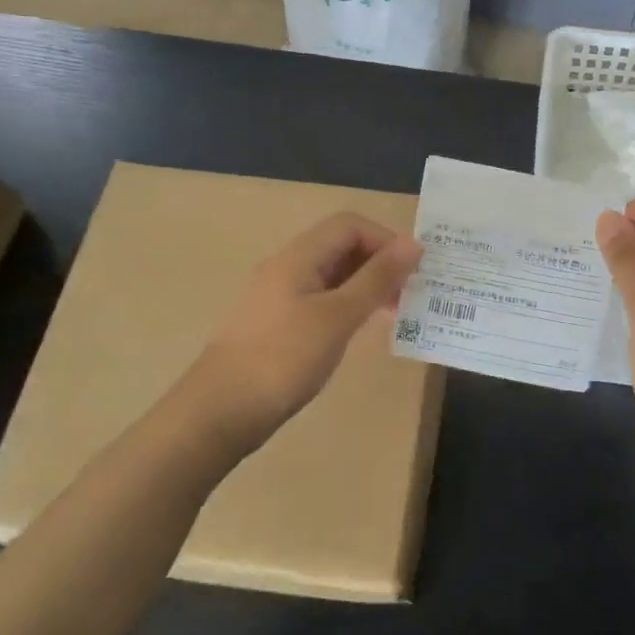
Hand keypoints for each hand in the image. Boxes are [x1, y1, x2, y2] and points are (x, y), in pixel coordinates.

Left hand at [191, 211, 421, 442]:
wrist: (221, 409)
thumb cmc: (284, 358)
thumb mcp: (338, 316)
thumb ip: (376, 278)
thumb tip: (413, 244)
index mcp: (298, 256)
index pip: (349, 225)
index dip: (385, 240)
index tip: (412, 273)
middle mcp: (286, 267)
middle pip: (340, 246)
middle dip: (378, 263)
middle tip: (407, 297)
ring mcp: (277, 296)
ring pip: (330, 275)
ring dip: (364, 286)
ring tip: (391, 315)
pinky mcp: (275, 323)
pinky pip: (319, 299)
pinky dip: (345, 306)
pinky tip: (356, 332)